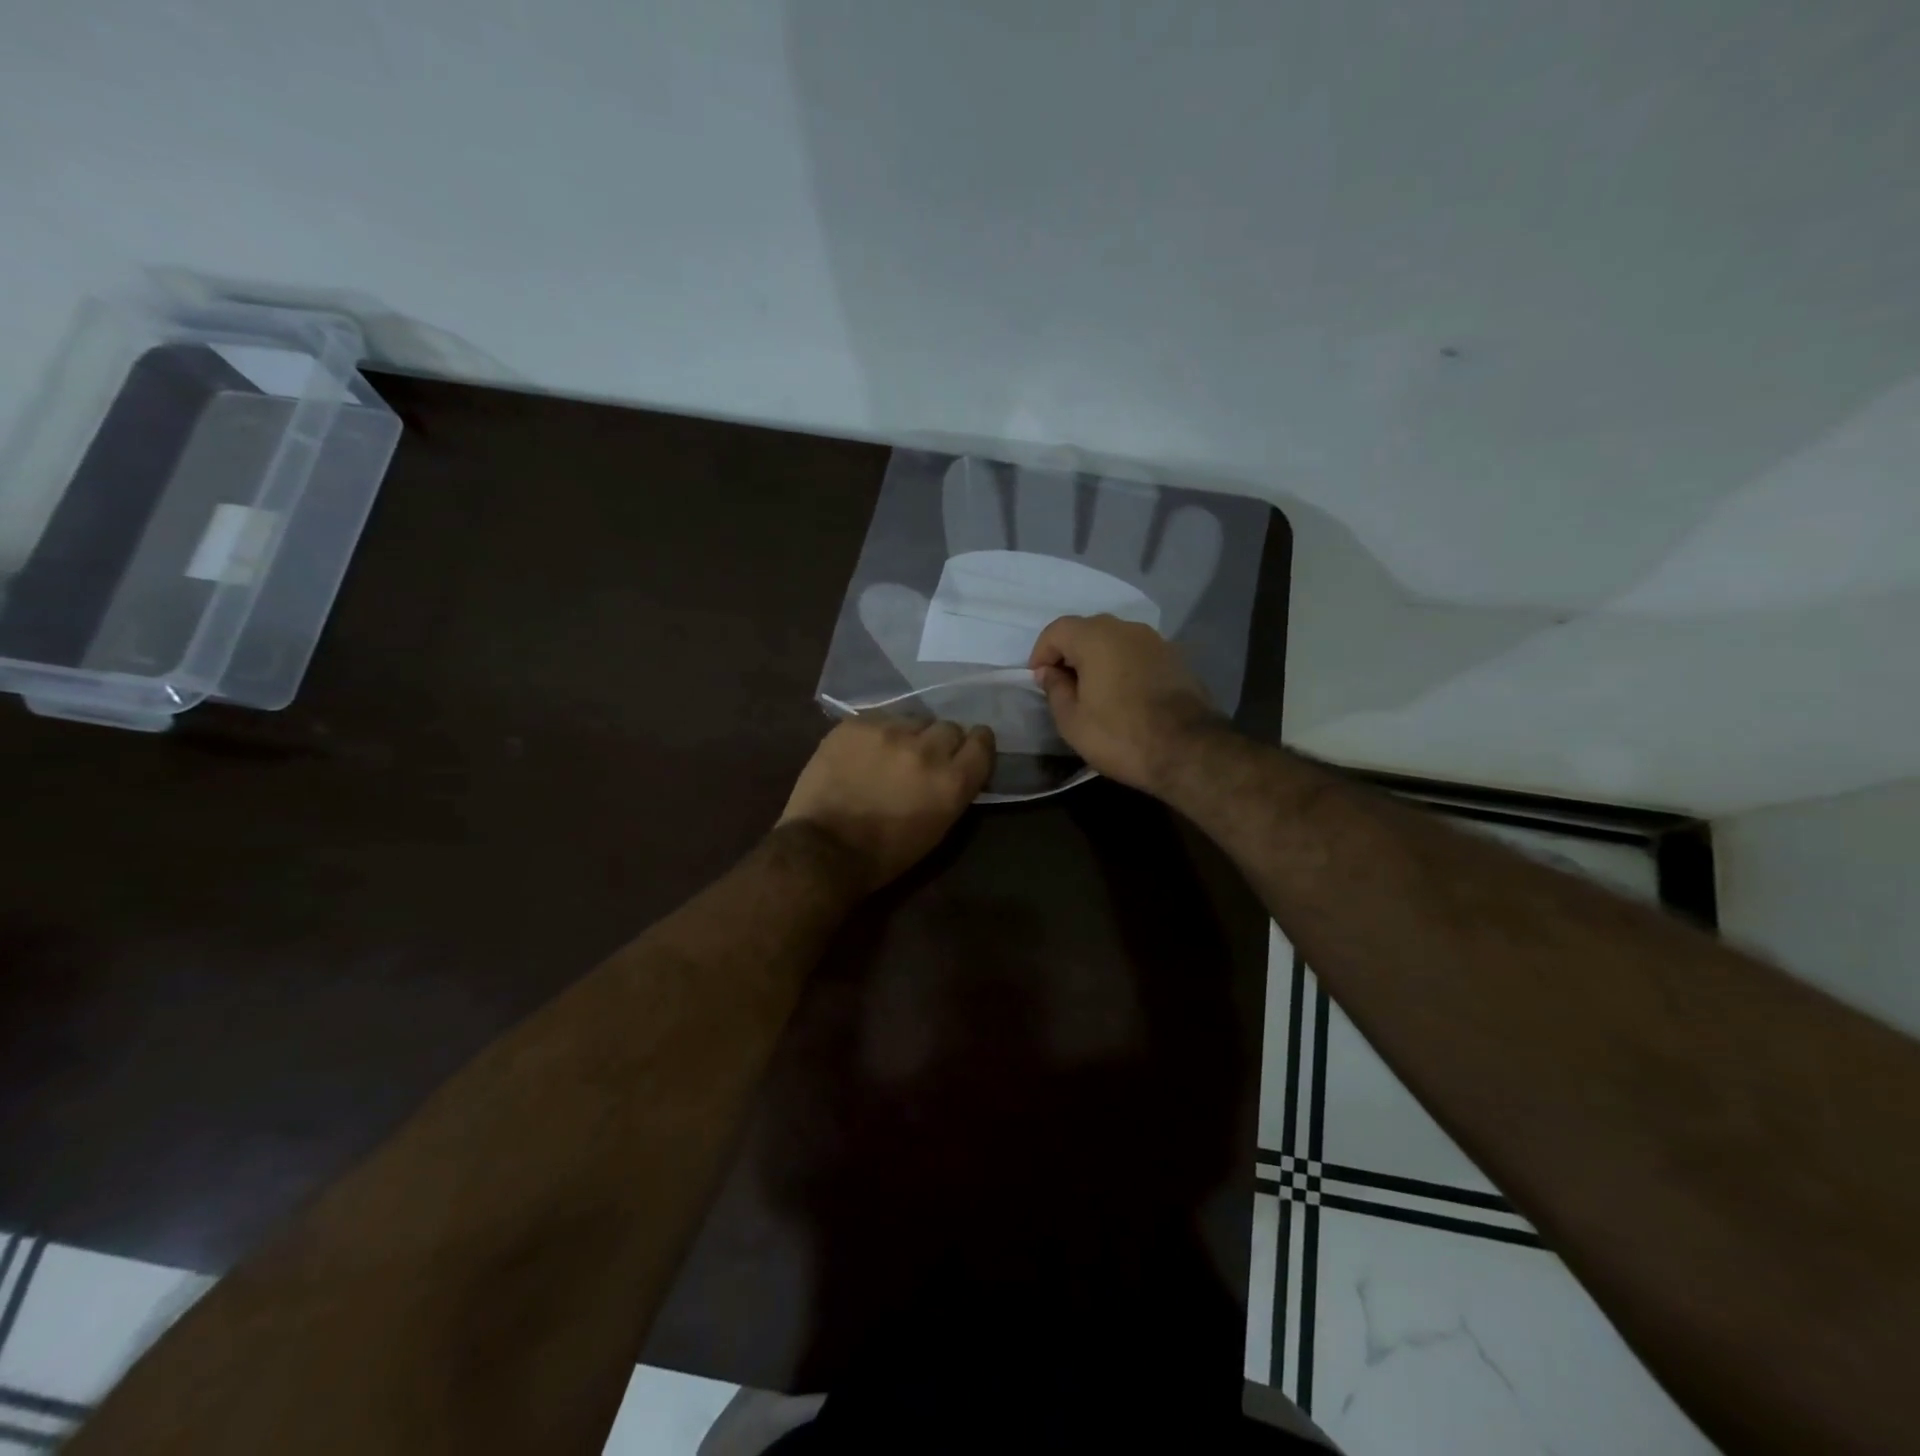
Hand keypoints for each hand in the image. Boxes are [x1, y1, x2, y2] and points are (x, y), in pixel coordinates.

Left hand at [779, 716, 994, 891]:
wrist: (823, 848)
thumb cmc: (886, 853)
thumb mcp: (938, 828)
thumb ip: (954, 789)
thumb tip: (956, 766)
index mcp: (952, 781)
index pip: (982, 742)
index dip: (977, 743)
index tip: (968, 749)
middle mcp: (927, 749)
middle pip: (949, 727)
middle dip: (940, 742)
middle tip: (923, 759)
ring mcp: (889, 732)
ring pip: (914, 719)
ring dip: (909, 734)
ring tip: (890, 753)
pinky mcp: (856, 724)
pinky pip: (879, 718)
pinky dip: (877, 733)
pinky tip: (863, 753)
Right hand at [1028, 614, 1223, 792]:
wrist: (1189, 750)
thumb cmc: (1120, 735)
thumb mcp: (1072, 721)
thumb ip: (1055, 689)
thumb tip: (1050, 672)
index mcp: (1096, 637)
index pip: (1057, 630)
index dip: (1041, 653)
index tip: (1039, 680)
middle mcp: (1127, 628)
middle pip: (1087, 630)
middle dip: (1070, 654)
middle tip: (1063, 686)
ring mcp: (1156, 641)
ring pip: (1115, 641)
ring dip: (1099, 659)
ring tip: (1094, 692)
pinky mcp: (1176, 658)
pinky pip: (1138, 654)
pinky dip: (1124, 666)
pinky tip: (1123, 695)